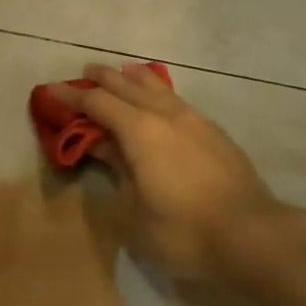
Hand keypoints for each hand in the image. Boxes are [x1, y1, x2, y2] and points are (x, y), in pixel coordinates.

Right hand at [47, 64, 290, 280]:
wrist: (252, 234)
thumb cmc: (184, 230)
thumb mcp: (134, 213)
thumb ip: (118, 174)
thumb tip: (104, 148)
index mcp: (139, 131)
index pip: (98, 104)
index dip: (73, 97)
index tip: (52, 90)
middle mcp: (165, 115)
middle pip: (128, 86)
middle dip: (104, 79)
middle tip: (86, 72)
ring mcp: (194, 121)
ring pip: (158, 88)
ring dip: (135, 79)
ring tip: (124, 73)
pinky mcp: (215, 133)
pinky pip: (177, 100)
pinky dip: (159, 93)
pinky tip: (161, 102)